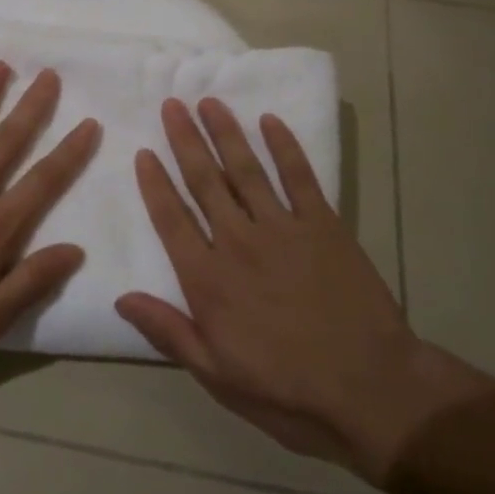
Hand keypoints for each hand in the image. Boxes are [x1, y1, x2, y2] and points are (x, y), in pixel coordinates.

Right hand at [116, 98, 487, 485]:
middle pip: (204, 182)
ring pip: (246, 170)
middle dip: (185, 140)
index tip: (144, 152)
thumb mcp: (216, 375)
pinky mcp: (324, 226)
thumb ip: (168, 331)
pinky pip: (300, 177)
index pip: (171, 219)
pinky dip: (285, 147)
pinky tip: (270, 121)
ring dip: (226, 133)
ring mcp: (282, 229)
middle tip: (172, 105)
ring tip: (209, 102)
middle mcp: (238, 242)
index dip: (155, 183)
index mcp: (208, 280)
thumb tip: (121, 297)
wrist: (372, 391)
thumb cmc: (287, 391)